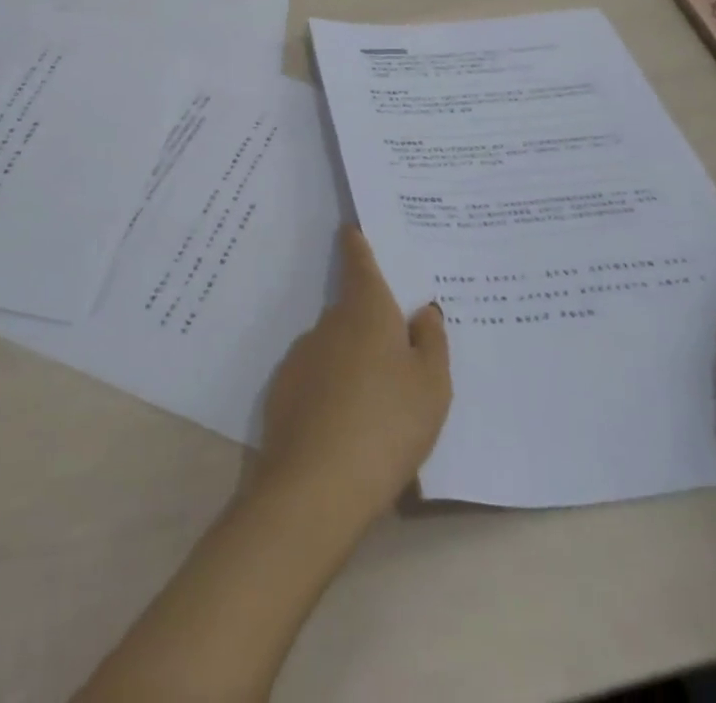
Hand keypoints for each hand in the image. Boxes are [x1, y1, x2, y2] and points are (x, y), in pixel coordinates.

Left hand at [257, 225, 451, 526]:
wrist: (315, 486)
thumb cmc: (387, 425)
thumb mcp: (431, 387)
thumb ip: (431, 342)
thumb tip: (423, 312)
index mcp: (367, 311)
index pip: (360, 263)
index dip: (358, 244)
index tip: (352, 229)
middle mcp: (329, 323)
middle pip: (352, 310)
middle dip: (370, 322)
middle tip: (397, 350)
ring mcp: (301, 356)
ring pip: (334, 346)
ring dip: (351, 360)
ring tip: (375, 403)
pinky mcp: (283, 391)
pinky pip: (316, 378)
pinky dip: (331, 389)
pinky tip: (345, 425)